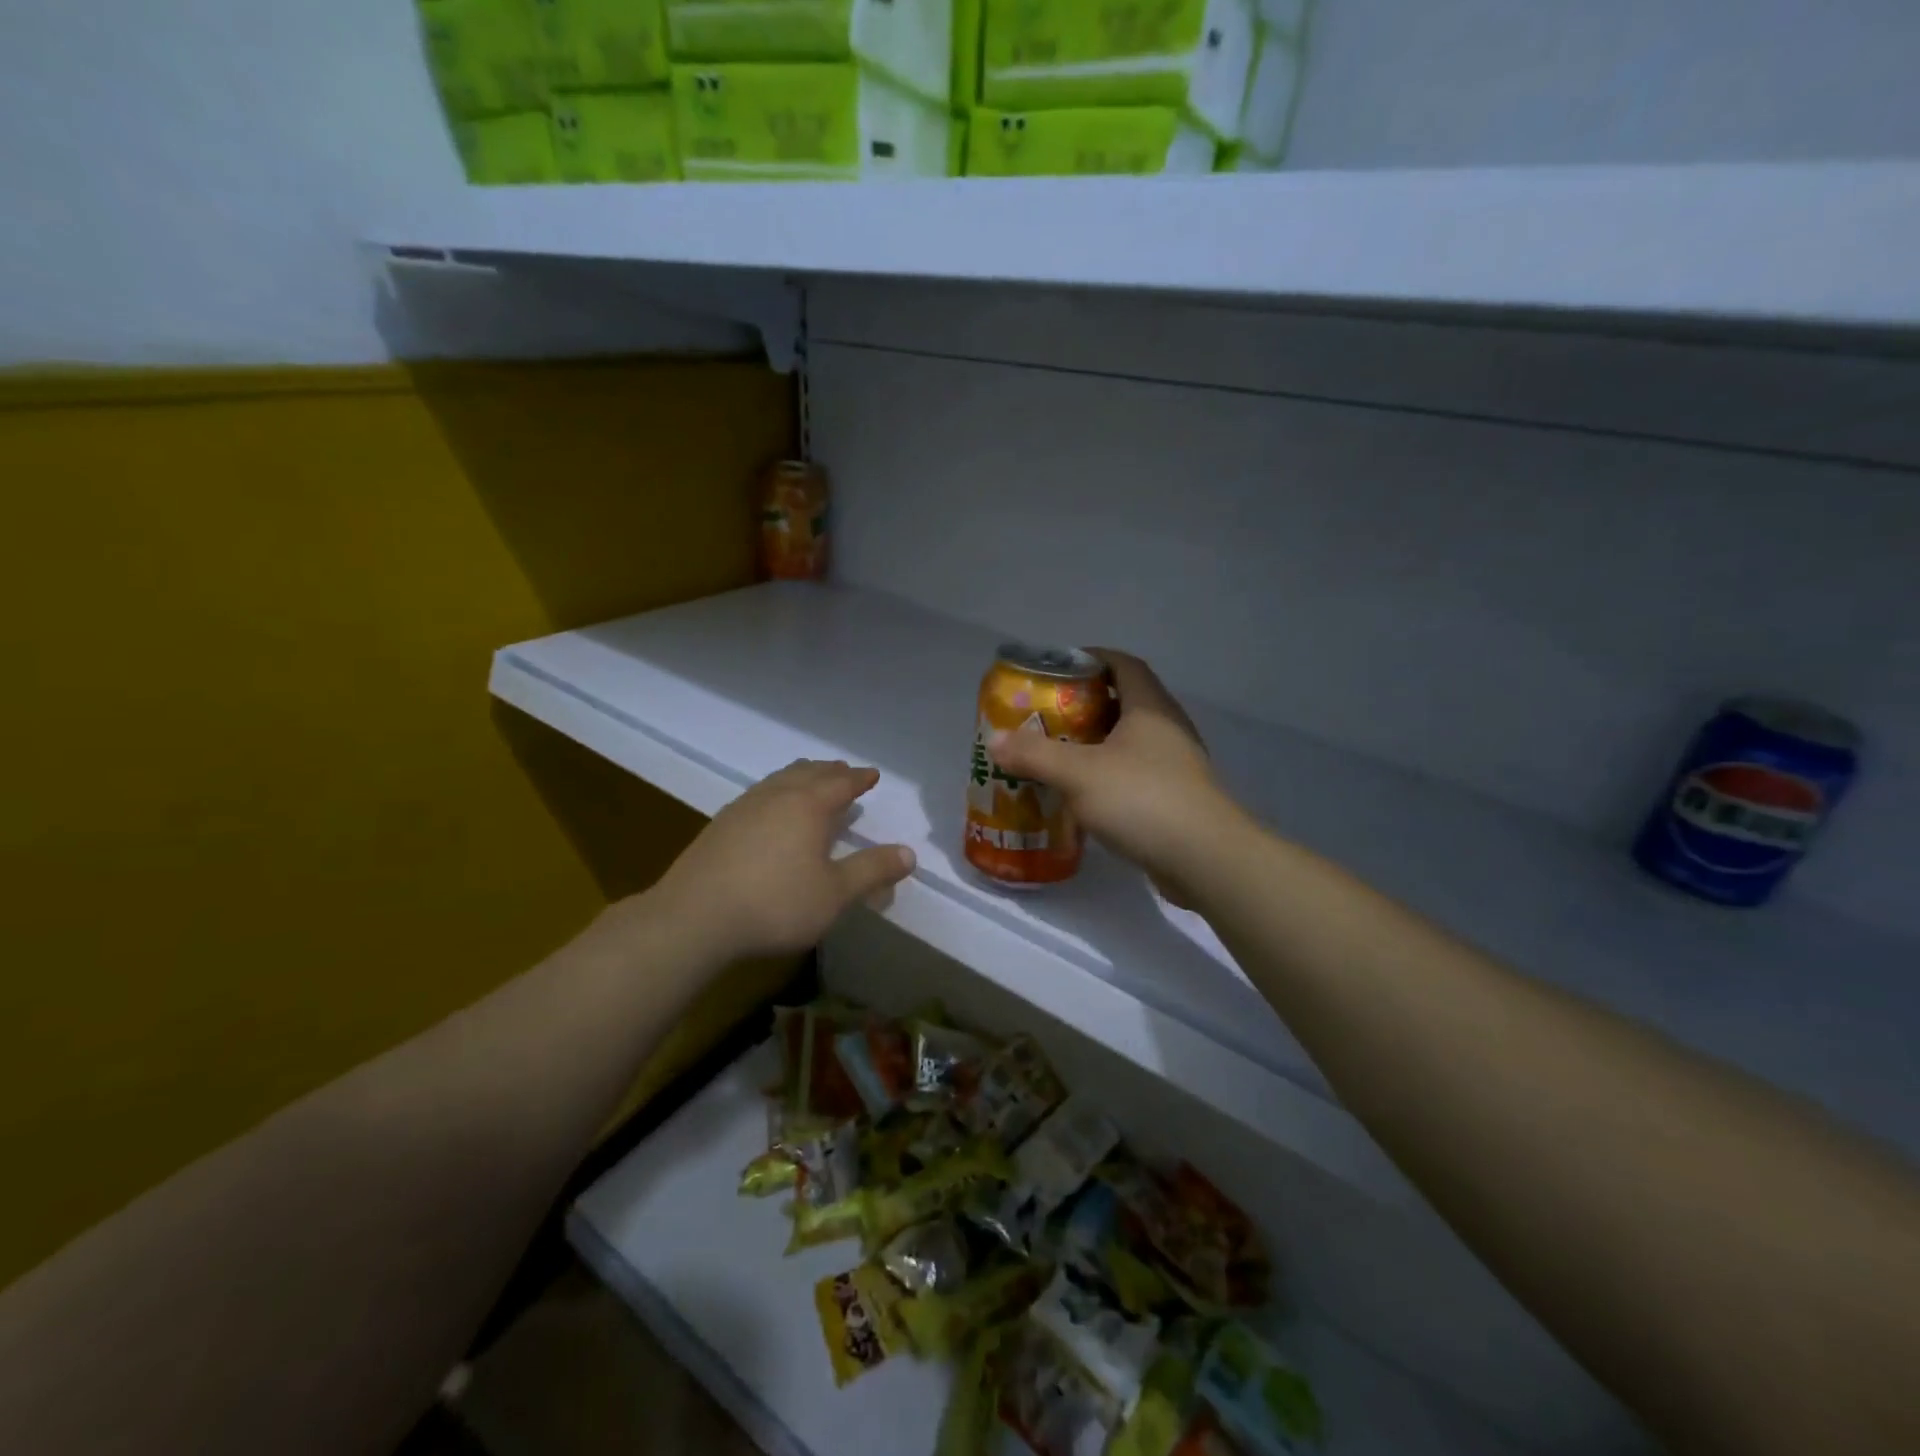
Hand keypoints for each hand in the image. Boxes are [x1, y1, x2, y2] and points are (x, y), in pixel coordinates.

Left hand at [652, 760, 914, 960]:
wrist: (694, 917)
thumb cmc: (775, 904)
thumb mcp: (834, 894)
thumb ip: (872, 871)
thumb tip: (909, 853)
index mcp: (808, 806)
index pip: (841, 783)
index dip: (859, 779)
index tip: (872, 775)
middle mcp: (776, 796)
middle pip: (808, 773)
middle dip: (830, 772)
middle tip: (844, 772)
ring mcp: (743, 807)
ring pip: (779, 780)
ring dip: (801, 776)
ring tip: (809, 782)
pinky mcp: (720, 825)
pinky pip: (758, 795)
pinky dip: (776, 792)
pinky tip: (769, 811)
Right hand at [988, 651, 1233, 898]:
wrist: (1204, 860)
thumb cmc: (1142, 799)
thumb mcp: (1078, 773)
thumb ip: (1034, 754)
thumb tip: (994, 740)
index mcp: (1149, 707)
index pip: (1123, 664)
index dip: (1091, 659)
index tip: (1057, 669)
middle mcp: (1166, 729)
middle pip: (1122, 702)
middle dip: (1082, 706)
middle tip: (1044, 717)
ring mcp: (1174, 766)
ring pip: (1127, 743)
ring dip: (1093, 745)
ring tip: (1055, 756)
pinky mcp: (1174, 799)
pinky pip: (1132, 776)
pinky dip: (1105, 778)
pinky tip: (1080, 797)